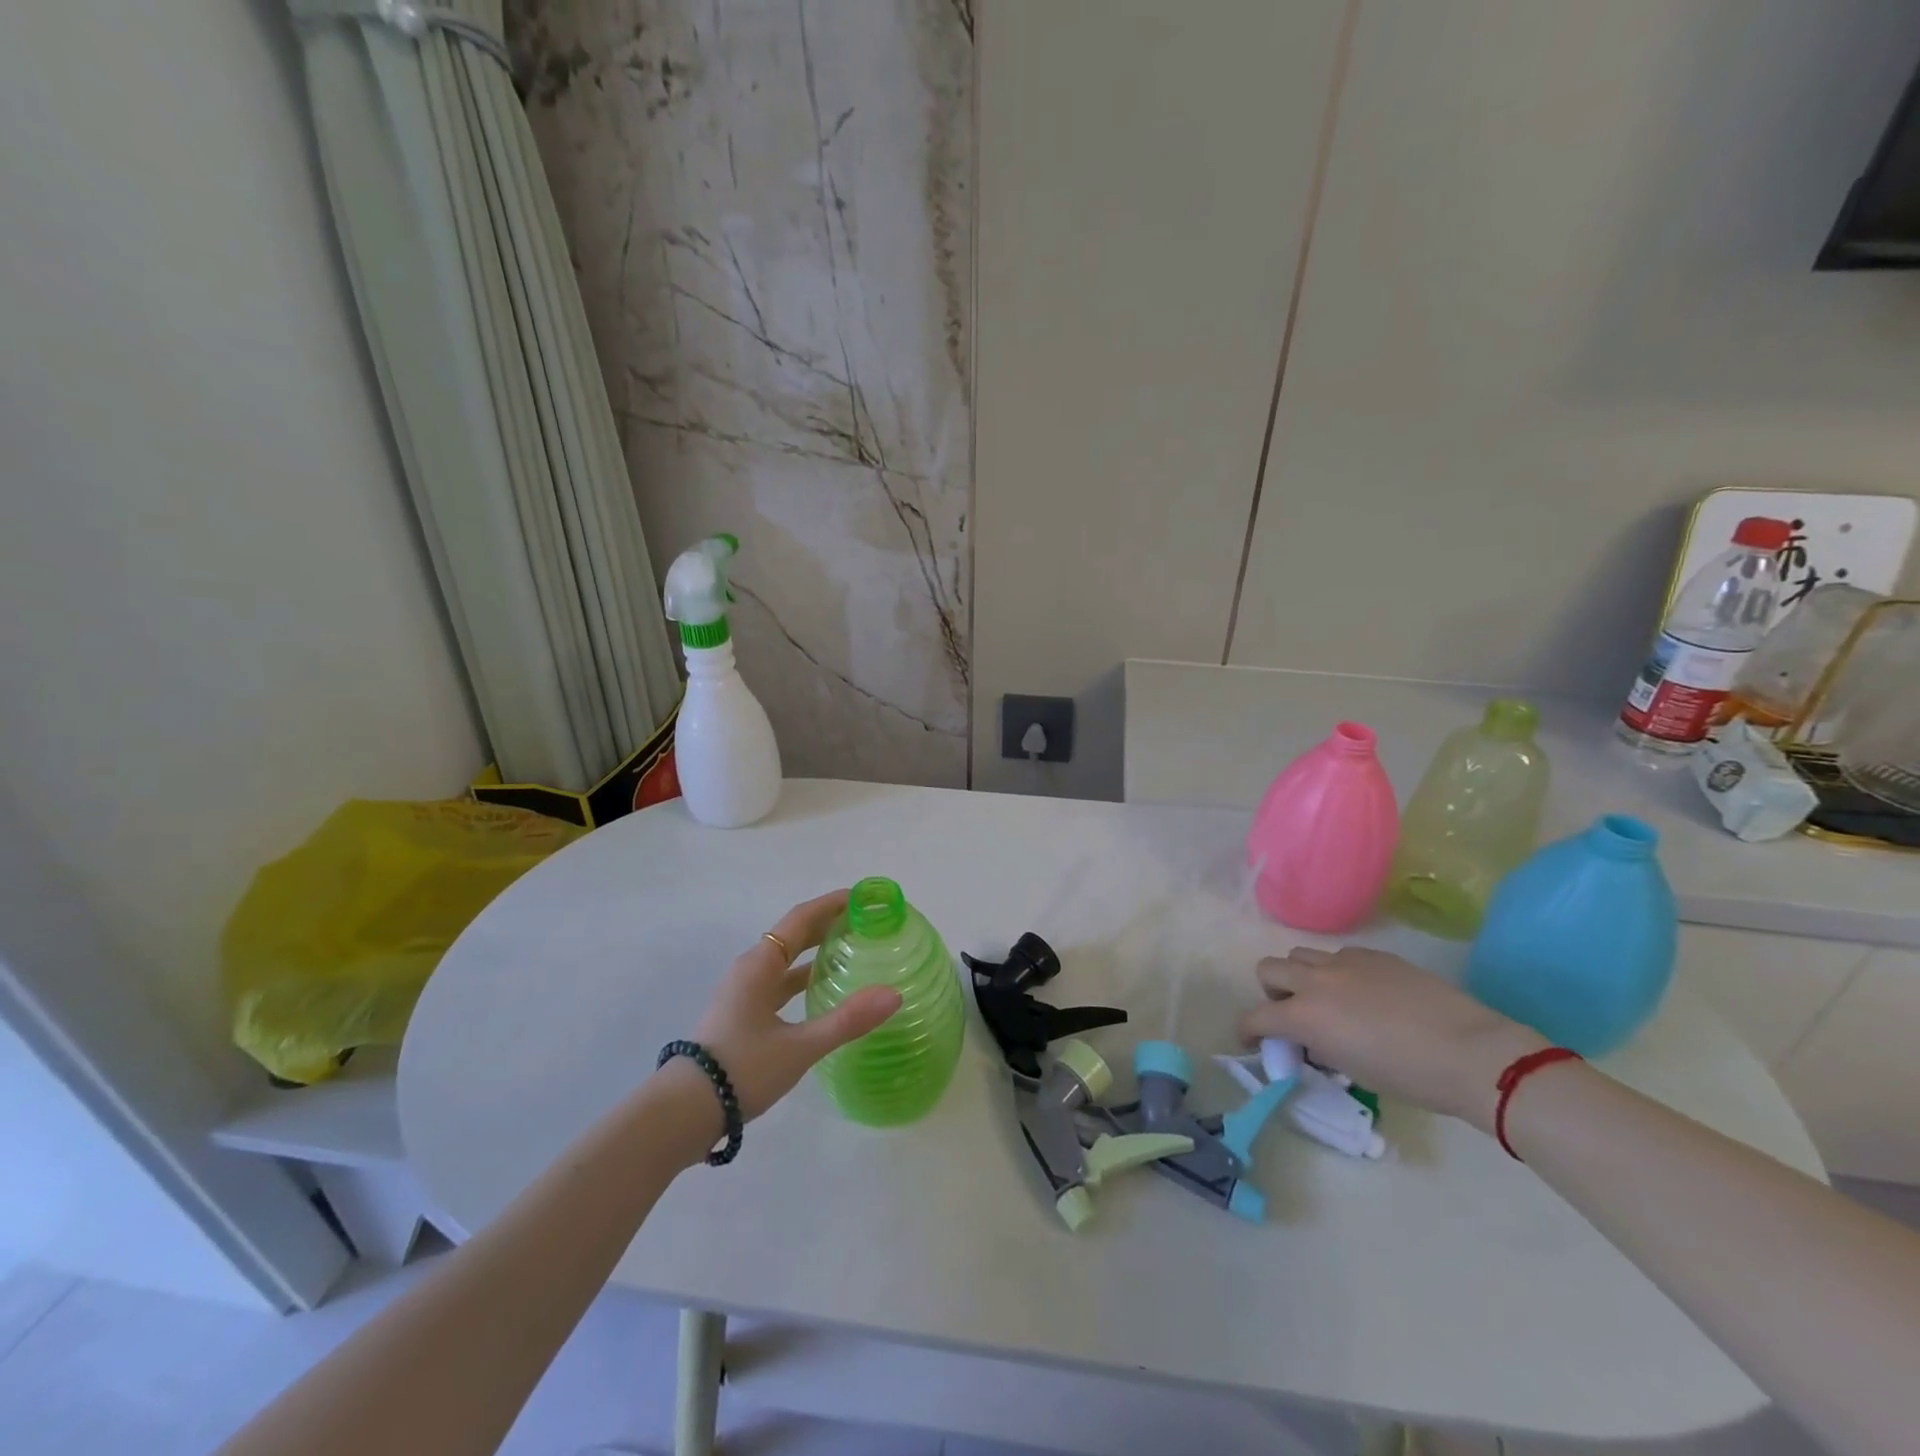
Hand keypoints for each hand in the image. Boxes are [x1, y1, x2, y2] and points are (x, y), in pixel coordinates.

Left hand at [687, 890, 900, 1120]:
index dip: (831, 904)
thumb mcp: (799, 1047)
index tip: (862, 897)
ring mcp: (744, 993)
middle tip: (865, 922)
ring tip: (852, 950)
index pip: (801, 919)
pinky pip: (779, 983)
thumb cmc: (742, 1069)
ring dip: (816, 951)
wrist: (684, 1112)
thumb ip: (847, 1020)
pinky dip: (803, 978)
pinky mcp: (743, 1015)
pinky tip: (823, 991)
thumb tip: (894, 994)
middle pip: (793, 935)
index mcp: (760, 965)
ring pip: (786, 961)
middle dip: (828, 924)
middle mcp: (751, 970)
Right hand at [1238, 946, 1545, 1132]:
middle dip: (1272, 992)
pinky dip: (1338, 973)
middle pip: (1268, 968)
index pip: (1257, 1017)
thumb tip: (1311, 1040)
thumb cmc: (1410, 1076)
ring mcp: (1345, 962)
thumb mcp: (1351, 1069)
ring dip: (1302, 976)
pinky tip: (1366, 995)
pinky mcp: (1374, 955)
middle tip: (1293, 1015)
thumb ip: (1319, 1047)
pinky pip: (1339, 956)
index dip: (1249, 1031)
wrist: (1471, 1052)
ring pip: (1301, 955)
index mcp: (1305, 1015)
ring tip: (1328, 1000)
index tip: (1255, 1041)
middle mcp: (1315, 980)